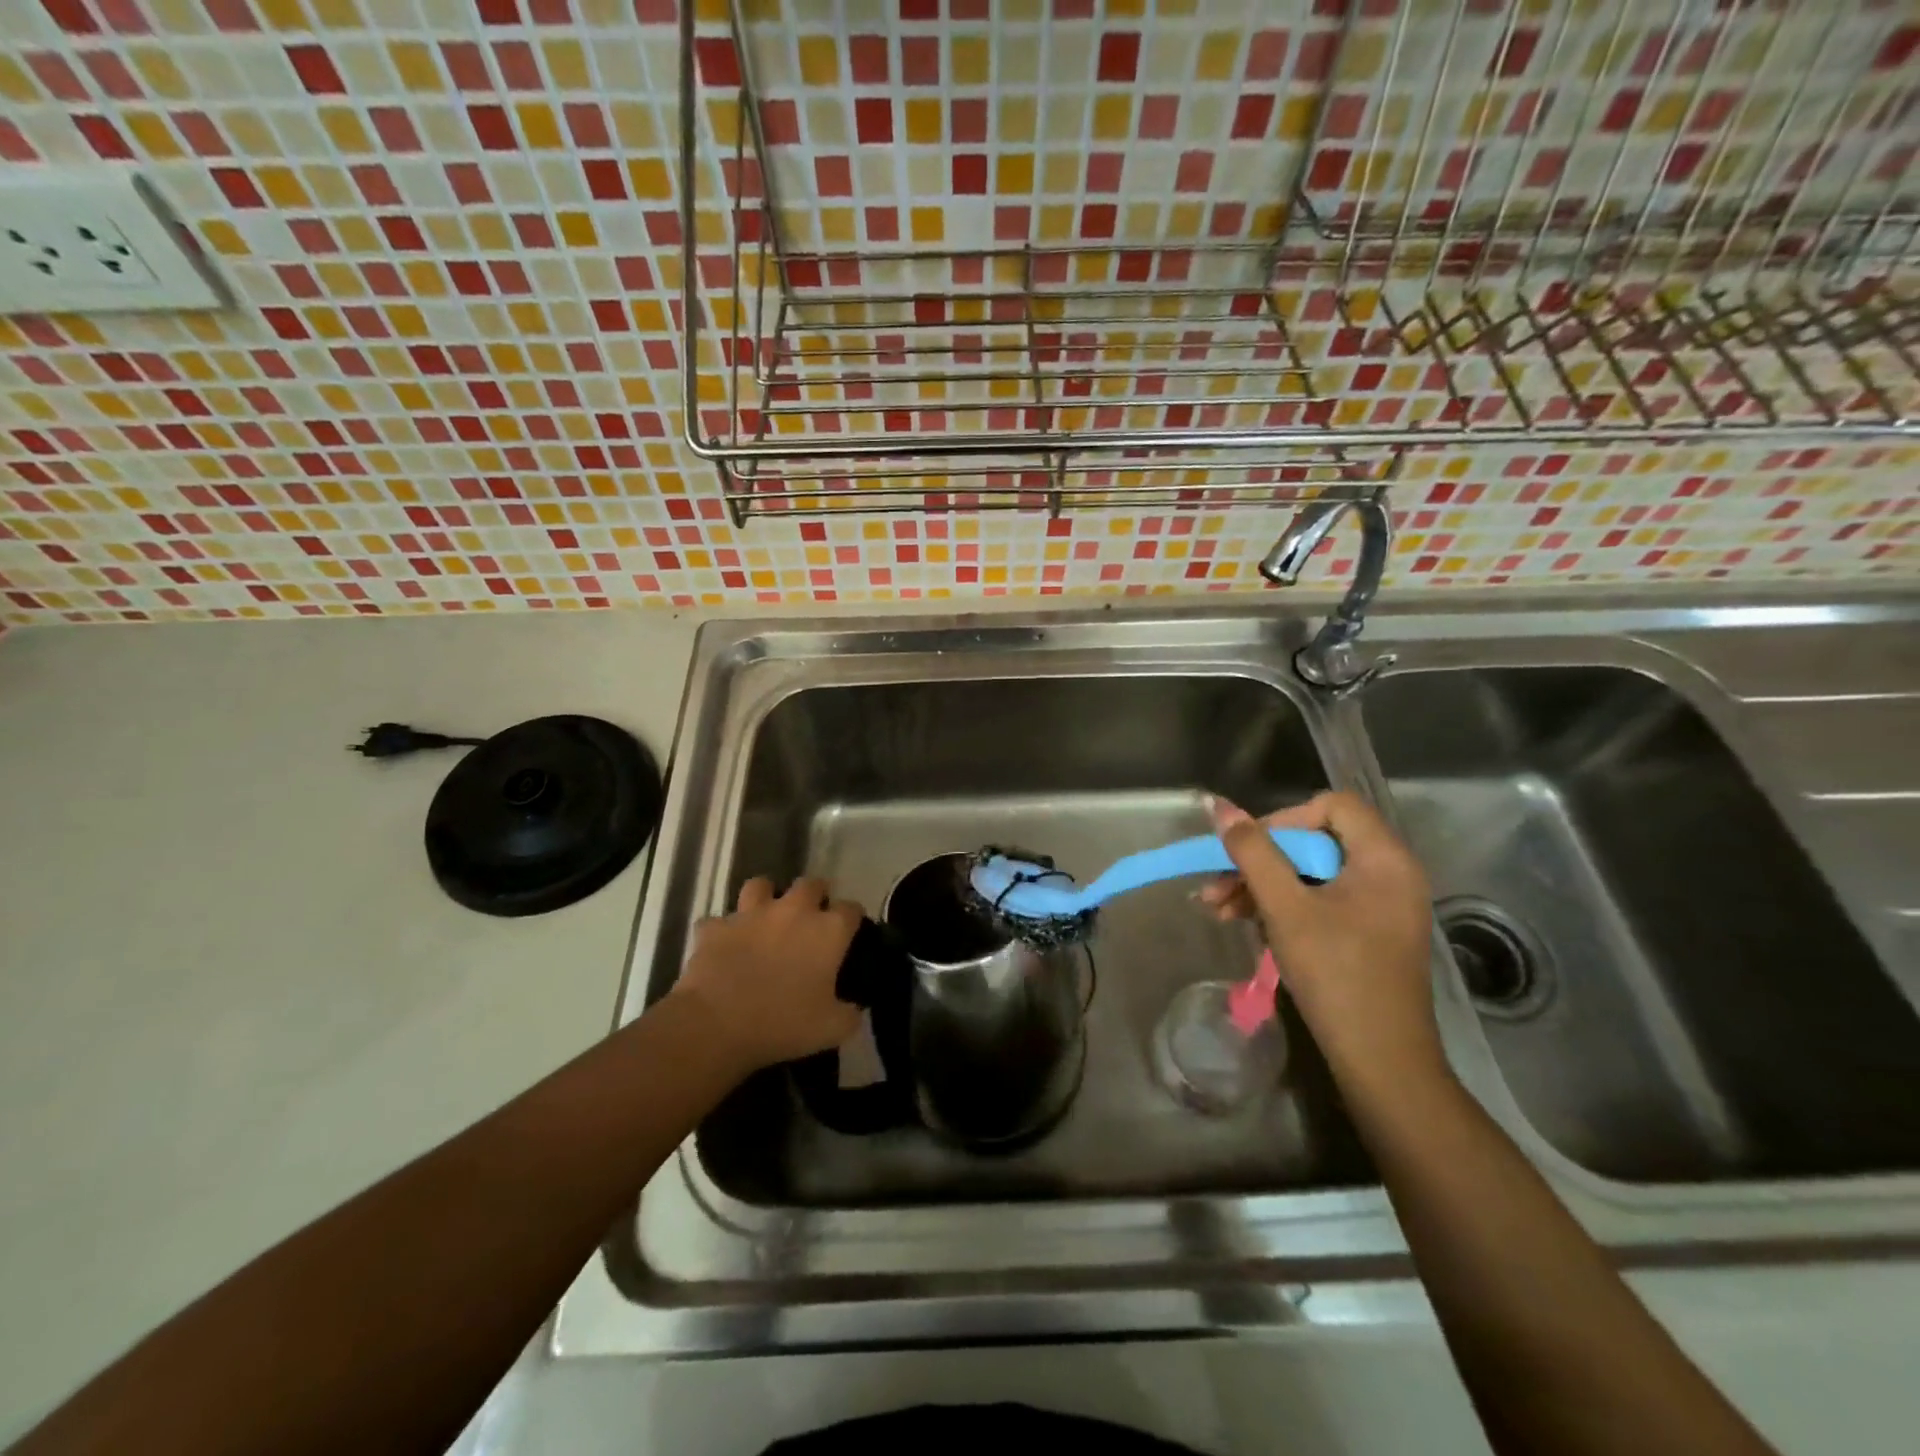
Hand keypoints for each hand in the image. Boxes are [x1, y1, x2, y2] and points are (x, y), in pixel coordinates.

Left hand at [671, 877, 864, 1072]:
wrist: (716, 1025)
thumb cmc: (782, 1024)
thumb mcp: (832, 1030)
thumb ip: (850, 1015)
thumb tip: (855, 1009)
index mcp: (828, 931)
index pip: (851, 909)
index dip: (852, 919)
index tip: (850, 933)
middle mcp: (793, 910)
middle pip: (811, 885)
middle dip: (814, 896)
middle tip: (811, 919)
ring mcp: (751, 914)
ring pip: (761, 885)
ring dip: (766, 897)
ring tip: (766, 917)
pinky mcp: (715, 927)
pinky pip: (718, 921)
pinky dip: (722, 931)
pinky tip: (724, 945)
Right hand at [1200, 791, 1445, 1093]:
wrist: (1381, 1060)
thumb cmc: (1336, 974)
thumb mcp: (1285, 907)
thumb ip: (1252, 852)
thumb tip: (1218, 806)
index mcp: (1384, 858)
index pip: (1331, 806)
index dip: (1283, 820)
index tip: (1247, 850)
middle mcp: (1390, 873)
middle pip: (1316, 840)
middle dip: (1260, 859)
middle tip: (1217, 885)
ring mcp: (1381, 905)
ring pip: (1312, 873)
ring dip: (1262, 885)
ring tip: (1218, 909)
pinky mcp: (1370, 931)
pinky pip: (1321, 899)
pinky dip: (1283, 906)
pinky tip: (1246, 923)